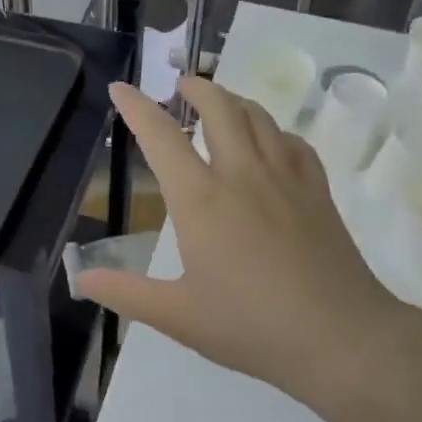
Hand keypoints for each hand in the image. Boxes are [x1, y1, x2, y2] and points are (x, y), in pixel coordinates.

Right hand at [75, 77, 421, 413]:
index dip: (136, 107)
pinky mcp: (318, 191)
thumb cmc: (251, 326)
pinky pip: (294, 143)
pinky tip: (272, 142)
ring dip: (235, 100)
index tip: (120, 88)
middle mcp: (241, 175)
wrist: (341, 338)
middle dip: (197, 87)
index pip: (161, 137)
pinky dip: (275, 131)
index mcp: (200, 200)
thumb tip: (80, 279)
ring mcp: (286, 179)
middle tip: (182, 83)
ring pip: (259, 118)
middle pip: (219, 109)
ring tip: (221, 101)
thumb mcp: (177, 316)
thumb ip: (126, 293)